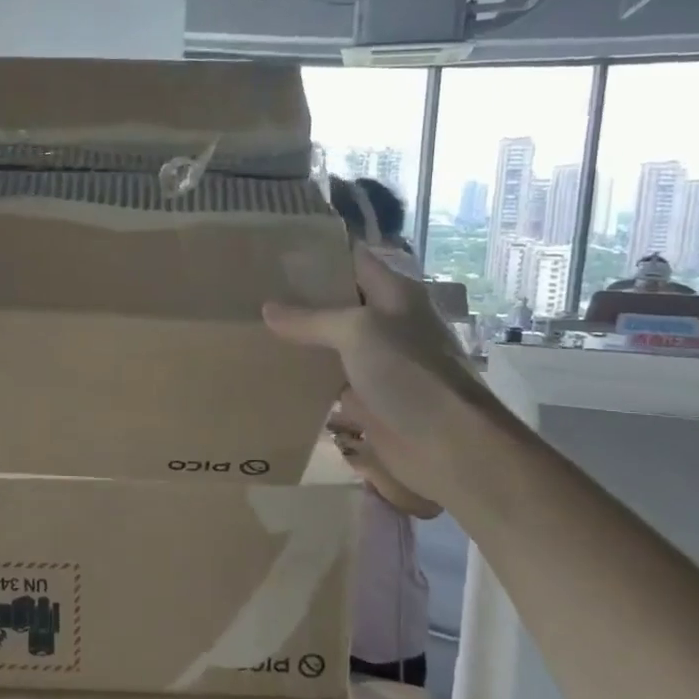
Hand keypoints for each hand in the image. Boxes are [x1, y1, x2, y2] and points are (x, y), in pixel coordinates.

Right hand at [266, 244, 494, 504]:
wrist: (449, 446)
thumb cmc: (410, 374)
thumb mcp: (358, 332)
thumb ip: (311, 319)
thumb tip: (268, 309)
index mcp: (394, 294)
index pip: (352, 259)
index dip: (317, 253)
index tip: (272, 251)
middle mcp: (386, 323)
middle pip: (337, 302)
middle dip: (298, 298)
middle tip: (249, 291)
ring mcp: (376, 363)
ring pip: (329, 343)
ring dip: (297, 341)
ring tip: (249, 329)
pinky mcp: (366, 399)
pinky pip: (327, 382)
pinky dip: (302, 379)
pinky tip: (268, 374)